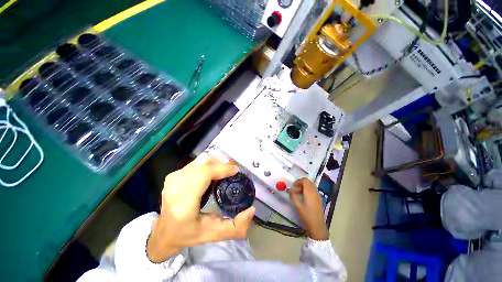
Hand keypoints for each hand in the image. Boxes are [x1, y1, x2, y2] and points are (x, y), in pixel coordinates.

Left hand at [147, 153, 255, 262]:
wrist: (163, 233)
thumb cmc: (187, 235)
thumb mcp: (213, 234)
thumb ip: (235, 227)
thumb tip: (251, 210)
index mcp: (183, 202)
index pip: (204, 173)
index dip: (222, 168)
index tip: (235, 171)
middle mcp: (176, 186)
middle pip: (204, 162)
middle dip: (221, 165)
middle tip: (230, 174)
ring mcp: (173, 178)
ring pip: (201, 160)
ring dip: (215, 164)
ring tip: (222, 175)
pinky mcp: (173, 175)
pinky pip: (196, 163)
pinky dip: (208, 166)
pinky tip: (211, 176)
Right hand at [287, 178, 328, 240]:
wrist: (317, 226)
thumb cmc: (306, 215)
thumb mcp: (297, 205)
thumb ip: (293, 195)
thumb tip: (289, 189)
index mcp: (310, 192)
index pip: (305, 180)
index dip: (298, 181)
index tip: (293, 186)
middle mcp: (315, 192)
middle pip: (308, 182)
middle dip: (300, 183)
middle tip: (294, 189)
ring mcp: (318, 196)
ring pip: (310, 186)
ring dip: (304, 187)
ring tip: (298, 194)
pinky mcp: (319, 199)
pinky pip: (313, 190)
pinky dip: (307, 191)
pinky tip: (303, 197)